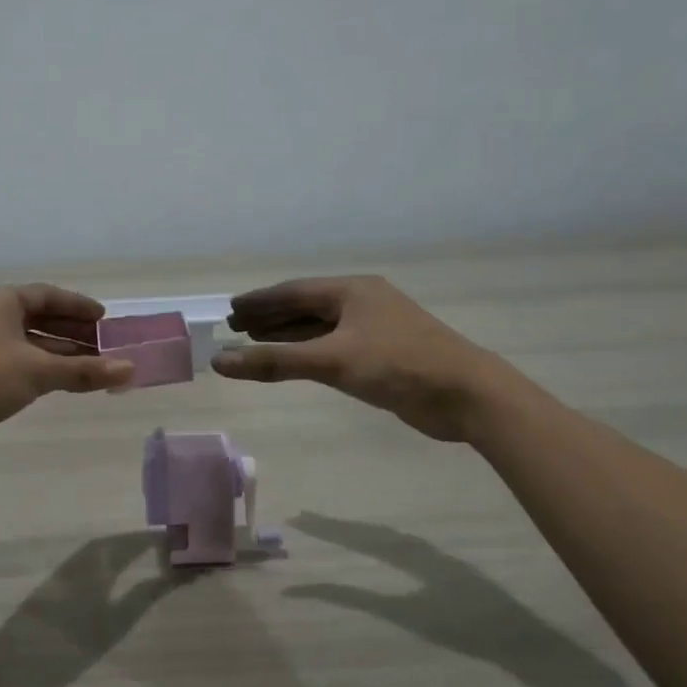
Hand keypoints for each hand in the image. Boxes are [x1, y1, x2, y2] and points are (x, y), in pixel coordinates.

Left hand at [0, 284, 133, 462]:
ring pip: (28, 344)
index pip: (47, 295)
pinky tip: (60, 383)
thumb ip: (84, 371)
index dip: (77, 306)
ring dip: (59, 354)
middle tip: (104, 346)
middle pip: (39, 318)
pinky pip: (17, 363)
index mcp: (1, 303)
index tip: (104, 318)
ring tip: (91, 367)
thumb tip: (130, 370)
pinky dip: (41, 369)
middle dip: (72, 332)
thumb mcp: (38, 371)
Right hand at [210, 276, 513, 442]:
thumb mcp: (332, 361)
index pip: (294, 291)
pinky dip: (309, 352)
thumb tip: (219, 361)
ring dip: (288, 335)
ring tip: (255, 342)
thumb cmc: (398, 365)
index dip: (260, 301)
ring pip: (321, 328)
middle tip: (236, 327)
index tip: (231, 309)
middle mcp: (362, 303)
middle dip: (271, 317)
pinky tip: (296, 361)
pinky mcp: (383, 355)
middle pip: (306, 306)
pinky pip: (334, 346)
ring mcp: (374, 329)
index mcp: (352, 291)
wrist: (466, 395)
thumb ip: (274, 362)